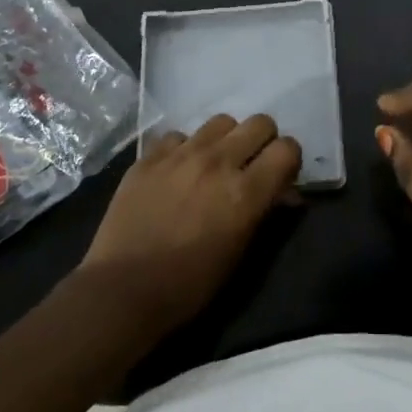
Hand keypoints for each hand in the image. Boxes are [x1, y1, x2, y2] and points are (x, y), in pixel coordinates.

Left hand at [78, 114, 301, 336]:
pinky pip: (178, 136)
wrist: (123, 290)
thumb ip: (265, 213)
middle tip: (251, 165)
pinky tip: (177, 171)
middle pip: (260, 123)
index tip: (281, 176)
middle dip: (263, 141)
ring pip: (221, 121)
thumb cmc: (190, 284)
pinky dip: (185, 148)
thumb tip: (285, 194)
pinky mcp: (148, 158)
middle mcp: (217, 162)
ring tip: (214, 163)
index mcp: (245, 192)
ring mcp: (180, 155)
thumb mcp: (240, 253)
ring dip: (226, 139)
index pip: (287, 149)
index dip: (289, 160)